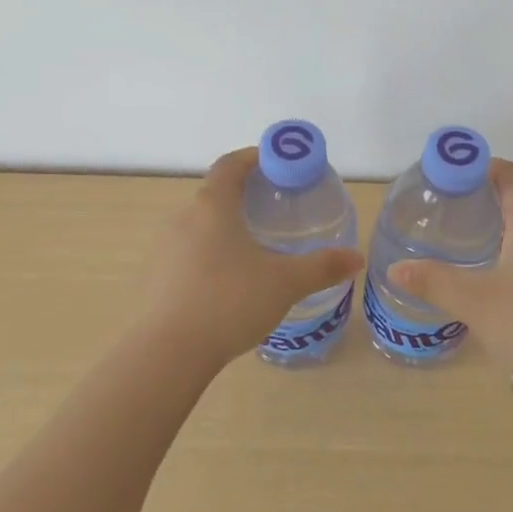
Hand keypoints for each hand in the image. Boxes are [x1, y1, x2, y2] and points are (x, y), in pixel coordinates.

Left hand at [135, 148, 364, 365]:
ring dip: (227, 227)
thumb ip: (322, 267)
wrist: (167, 354)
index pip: (231, 164)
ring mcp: (164, 248)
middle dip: (246, 195)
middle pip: (216, 193)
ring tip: (257, 248)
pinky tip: (229, 283)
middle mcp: (183, 218)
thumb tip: (356, 258)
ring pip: (201, 225)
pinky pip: (188, 253)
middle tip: (277, 210)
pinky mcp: (156, 277)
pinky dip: (211, 254)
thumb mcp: (285, 283)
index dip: (255, 157)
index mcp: (213, 206)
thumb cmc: (229, 302)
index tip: (280, 165)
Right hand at [389, 159, 512, 374]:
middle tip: (448, 212)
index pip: (510, 175)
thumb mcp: (474, 301)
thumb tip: (396, 268)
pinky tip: (497, 279)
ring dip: (501, 229)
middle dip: (484, 200)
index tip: (449, 177)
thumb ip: (433, 281)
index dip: (480, 168)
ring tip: (466, 244)